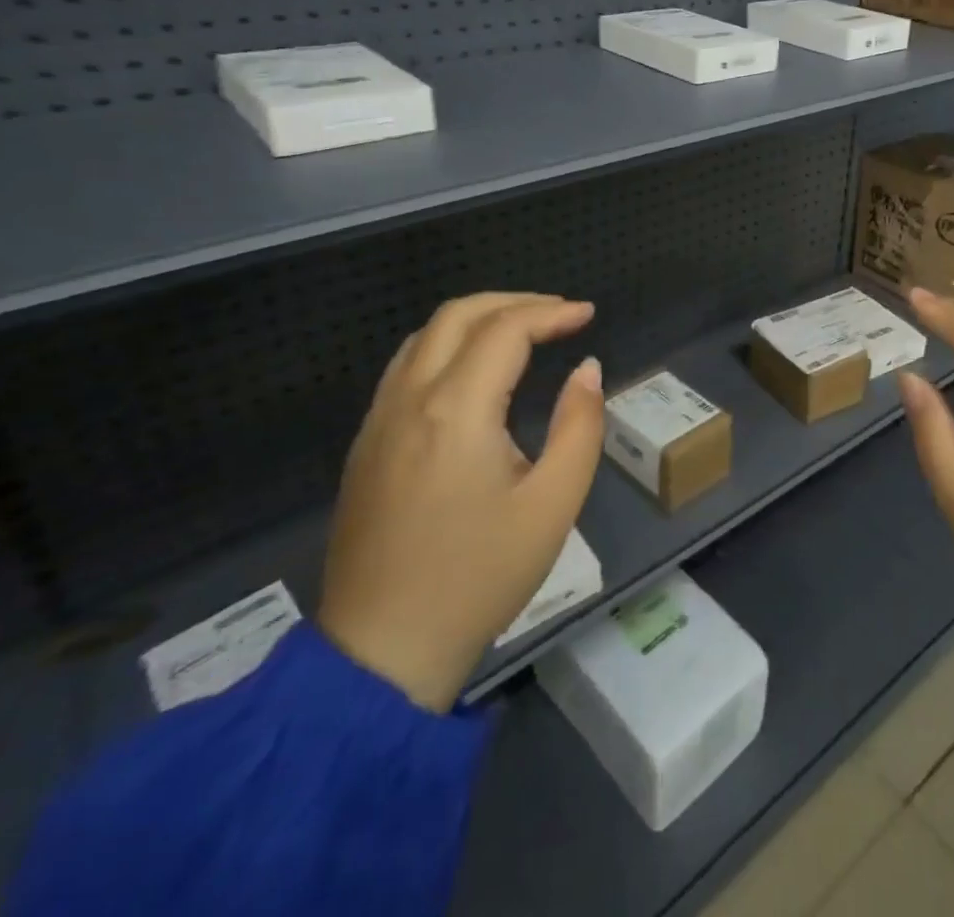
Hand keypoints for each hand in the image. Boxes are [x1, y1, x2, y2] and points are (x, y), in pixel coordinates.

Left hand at [318, 293, 604, 712]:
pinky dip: (447, 346)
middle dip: (514, 302)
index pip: (506, 330)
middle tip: (559, 314)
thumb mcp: (553, 504)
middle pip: (457, 315)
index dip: (552, 313)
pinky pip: (406, 367)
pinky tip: (474, 371)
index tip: (587, 316)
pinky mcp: (365, 444)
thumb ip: (579, 425)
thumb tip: (586, 368)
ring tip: (523, 332)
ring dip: (477, 319)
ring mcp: (378, 420)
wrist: (382, 651)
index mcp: (456, 411)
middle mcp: (410, 400)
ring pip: (425, 336)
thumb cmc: (479, 578)